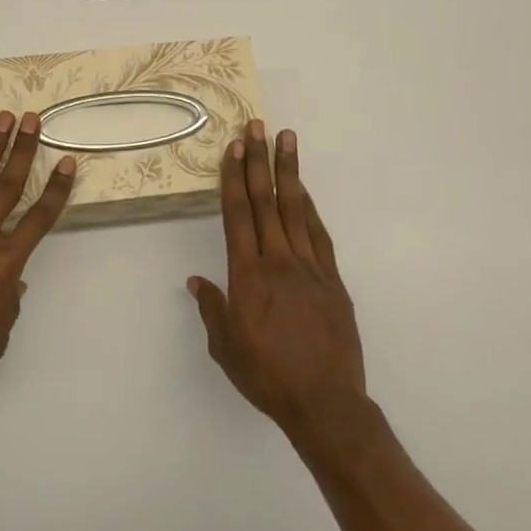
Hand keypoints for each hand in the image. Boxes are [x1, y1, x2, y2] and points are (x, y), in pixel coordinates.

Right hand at [189, 122, 366, 433]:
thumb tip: (198, 282)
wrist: (325, 403)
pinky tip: (305, 191)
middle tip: (258, 126)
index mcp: (248, 275)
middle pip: (266, 201)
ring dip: (289, 172)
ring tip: (287, 140)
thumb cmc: (267, 376)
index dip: (234, 177)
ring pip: (296, 209)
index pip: (238, 214)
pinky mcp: (332, 280)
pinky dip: (310, 208)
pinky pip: (319, 234)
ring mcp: (310, 267)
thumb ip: (213, 310)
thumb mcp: (226, 348)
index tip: (234, 147)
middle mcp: (278, 261)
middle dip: (259, 161)